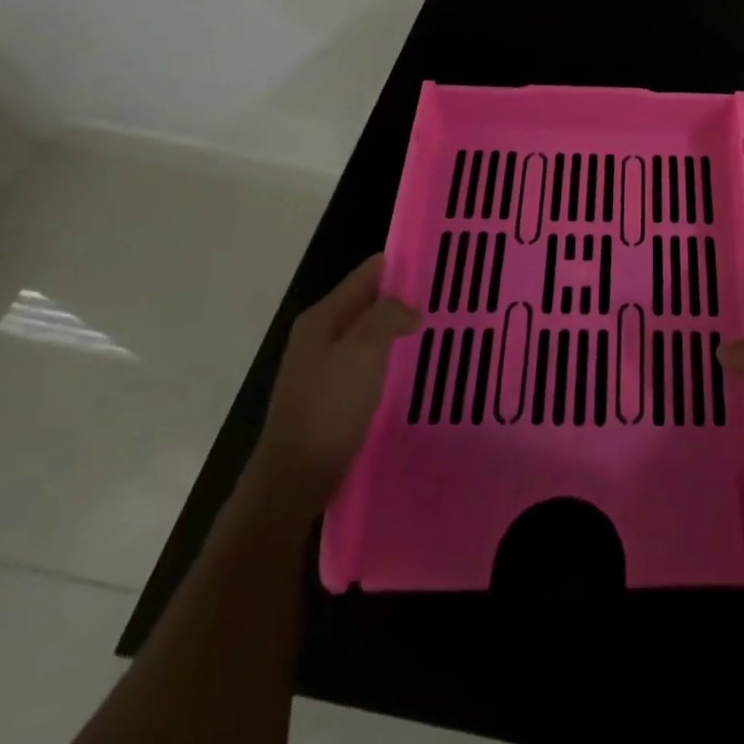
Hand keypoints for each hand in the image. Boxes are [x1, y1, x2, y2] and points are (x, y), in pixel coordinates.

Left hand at [252, 254, 420, 515]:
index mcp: (322, 317)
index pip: (367, 274)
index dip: (401, 266)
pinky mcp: (333, 394)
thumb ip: (388, 316)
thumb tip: (410, 308)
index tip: (440, 265)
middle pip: (369, 302)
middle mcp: (320, 334)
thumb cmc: (329, 406)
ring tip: (439, 329)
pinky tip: (414, 367)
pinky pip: (368, 363)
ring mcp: (324, 366)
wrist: (295, 477)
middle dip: (404, 299)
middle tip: (448, 299)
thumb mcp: (363, 351)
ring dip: (398, 330)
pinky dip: (390, 358)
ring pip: (370, 334)